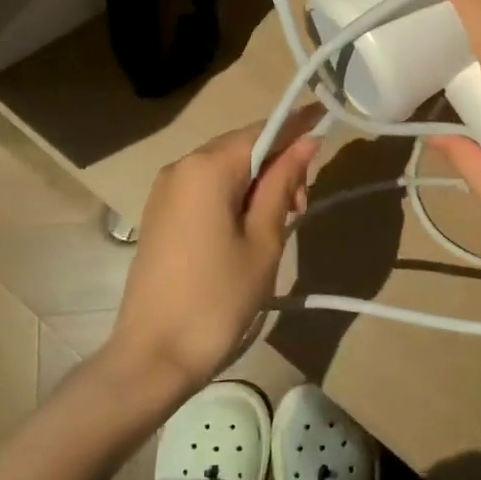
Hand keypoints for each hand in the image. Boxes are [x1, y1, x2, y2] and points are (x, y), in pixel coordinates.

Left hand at [103, 109, 320, 394]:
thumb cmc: (218, 298)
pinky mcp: (160, 213)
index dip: (297, 126)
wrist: (153, 355)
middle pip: (242, 147)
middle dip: (278, 164)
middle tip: (301, 206)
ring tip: (281, 222)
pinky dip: (234, 196)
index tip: (328, 124)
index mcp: (207, 167)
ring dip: (258, 183)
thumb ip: (283, 183)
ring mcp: (165, 190)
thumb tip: (306, 141)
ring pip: (225, 168)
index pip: (263, 130)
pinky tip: (249, 227)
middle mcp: (181, 166)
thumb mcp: (263, 239)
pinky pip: (205, 188)